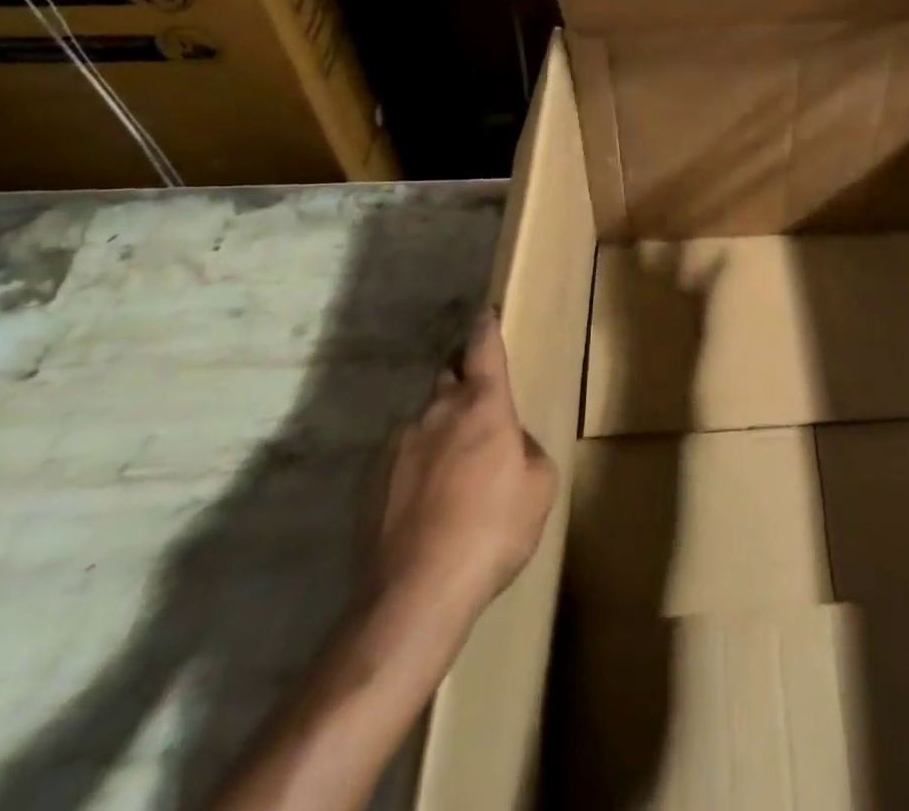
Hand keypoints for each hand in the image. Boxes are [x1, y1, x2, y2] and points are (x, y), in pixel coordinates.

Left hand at [369, 311, 556, 638]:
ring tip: (450, 479)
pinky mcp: (369, 478)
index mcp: (483, 405)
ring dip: (438, 434)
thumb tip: (510, 444)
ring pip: (423, 422)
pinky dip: (414, 468)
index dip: (486, 328)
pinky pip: (400, 457)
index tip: (484, 313)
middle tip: (477, 418)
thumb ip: (528, 451)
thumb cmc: (491, 531)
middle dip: (462, 386)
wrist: (414, 594)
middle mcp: (437, 411)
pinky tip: (423, 507)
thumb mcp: (539, 488)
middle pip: (449, 379)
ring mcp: (397, 443)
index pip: (484, 348)